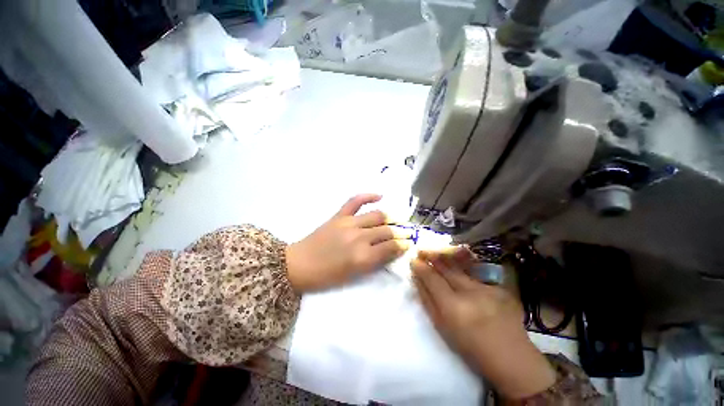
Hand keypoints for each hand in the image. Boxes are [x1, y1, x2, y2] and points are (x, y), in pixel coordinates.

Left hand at [286, 194, 410, 292]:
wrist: (298, 264)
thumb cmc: (326, 276)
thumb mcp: (353, 275)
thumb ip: (374, 262)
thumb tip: (392, 250)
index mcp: (363, 257)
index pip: (391, 247)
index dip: (402, 245)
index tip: (408, 244)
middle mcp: (359, 237)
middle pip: (387, 231)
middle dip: (400, 232)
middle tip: (406, 233)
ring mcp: (349, 223)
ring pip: (377, 216)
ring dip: (390, 218)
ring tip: (395, 221)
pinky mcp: (339, 215)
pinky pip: (356, 201)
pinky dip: (369, 196)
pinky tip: (380, 196)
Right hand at [411, 249, 555, 399]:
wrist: (511, 358)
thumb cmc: (471, 348)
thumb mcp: (443, 328)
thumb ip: (428, 301)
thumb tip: (417, 280)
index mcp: (454, 308)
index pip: (432, 278)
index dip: (421, 267)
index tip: (413, 260)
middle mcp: (471, 293)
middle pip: (446, 268)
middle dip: (432, 257)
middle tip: (422, 251)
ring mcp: (487, 288)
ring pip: (460, 268)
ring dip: (446, 261)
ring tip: (436, 255)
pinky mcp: (498, 287)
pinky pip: (474, 275)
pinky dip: (462, 271)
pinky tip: (459, 270)